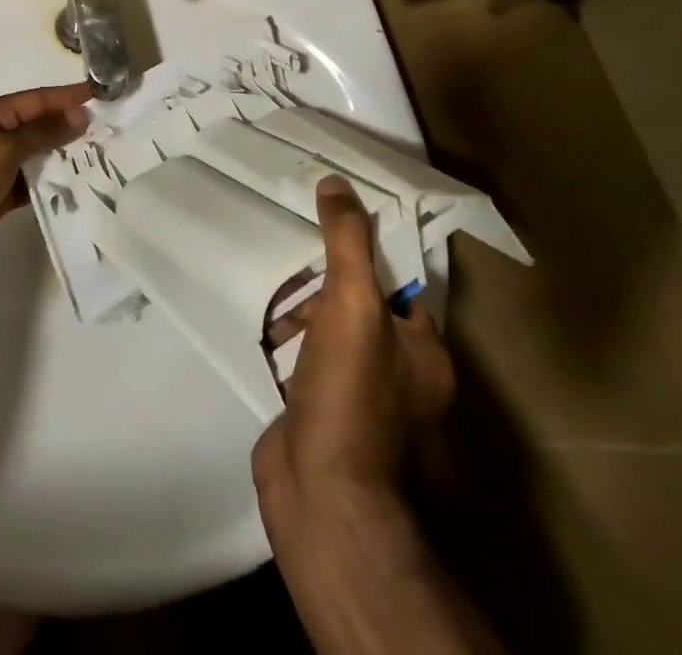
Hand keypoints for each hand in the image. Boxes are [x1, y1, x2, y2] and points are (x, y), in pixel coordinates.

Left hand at [0, 84, 91, 280]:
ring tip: (99, 157)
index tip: (99, 95)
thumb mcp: (3, 149)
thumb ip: (43, 131)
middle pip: (36, 126)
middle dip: (68, 127)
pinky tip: (74, 187)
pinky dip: (48, 185)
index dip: (66, 97)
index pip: (34, 100)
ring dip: (62, 156)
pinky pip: (28, 184)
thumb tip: (80, 114)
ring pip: (34, 156)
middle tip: (108, 130)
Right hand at [253, 175, 455, 524]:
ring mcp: (354, 399)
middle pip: (359, 306)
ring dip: (300, 308)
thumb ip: (347, 243)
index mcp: (423, 353)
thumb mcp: (353, 304)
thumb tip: (337, 183)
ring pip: (328, 333)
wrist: (321, 498)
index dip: (369, 250)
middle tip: (290, 241)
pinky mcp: (317, 413)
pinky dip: (283, 340)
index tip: (333, 218)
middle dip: (325, 278)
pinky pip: (301, 360)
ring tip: (267, 275)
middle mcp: (397, 376)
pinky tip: (258, 319)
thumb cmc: (350, 395)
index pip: (400, 285)